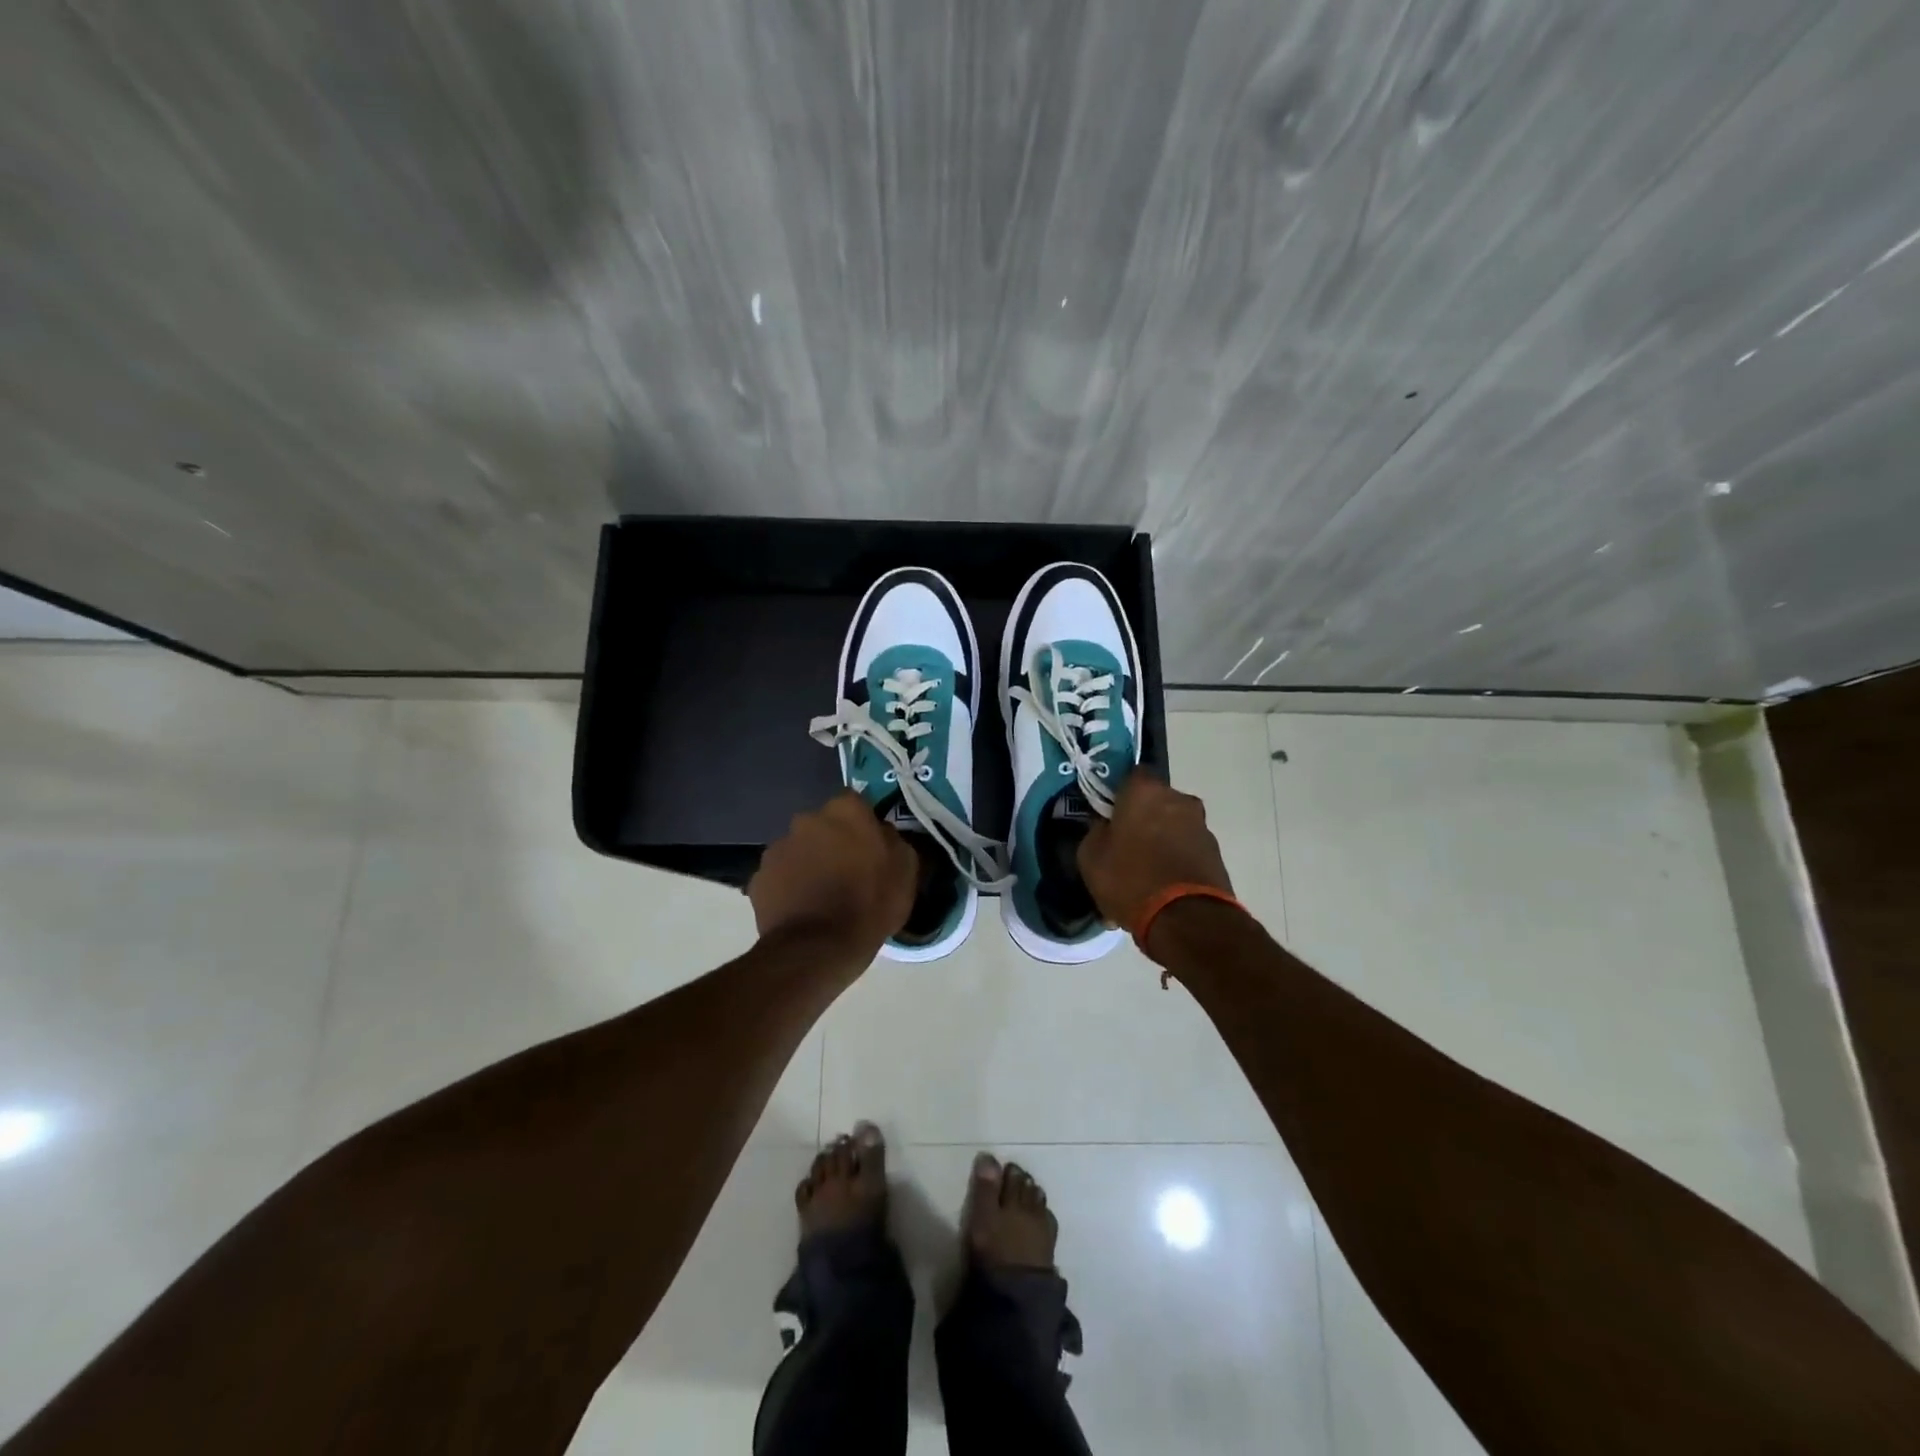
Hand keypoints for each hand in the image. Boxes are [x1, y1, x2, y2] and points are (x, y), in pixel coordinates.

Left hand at [749, 790, 917, 968]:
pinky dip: (789, 887)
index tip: (868, 844)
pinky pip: (779, 876)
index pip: (854, 802)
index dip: (861, 822)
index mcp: (845, 811)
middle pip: (822, 824)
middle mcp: (806, 819)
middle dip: (831, 841)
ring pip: (798, 849)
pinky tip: (801, 910)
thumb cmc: (870, 904)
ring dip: (808, 863)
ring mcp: (777, 848)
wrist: (819, 948)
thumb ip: (892, 840)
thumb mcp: (905, 871)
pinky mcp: (758, 878)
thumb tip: (881, 833)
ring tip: (821, 895)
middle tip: (845, 871)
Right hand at [1078, 771, 1233, 929]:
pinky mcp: (1215, 854)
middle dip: (1141, 819)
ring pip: (1171, 828)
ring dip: (1158, 843)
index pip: (1130, 775)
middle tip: (1123, 846)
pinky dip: (1173, 863)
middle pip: (1154, 802)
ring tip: (1141, 876)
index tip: (1107, 814)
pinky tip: (1158, 890)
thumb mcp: (1091, 856)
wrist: (1187, 920)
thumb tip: (1105, 826)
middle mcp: (1179, 800)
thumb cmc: (1130, 878)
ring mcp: (1201, 827)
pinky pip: (1185, 852)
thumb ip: (1096, 831)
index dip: (1118, 793)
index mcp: (1145, 791)